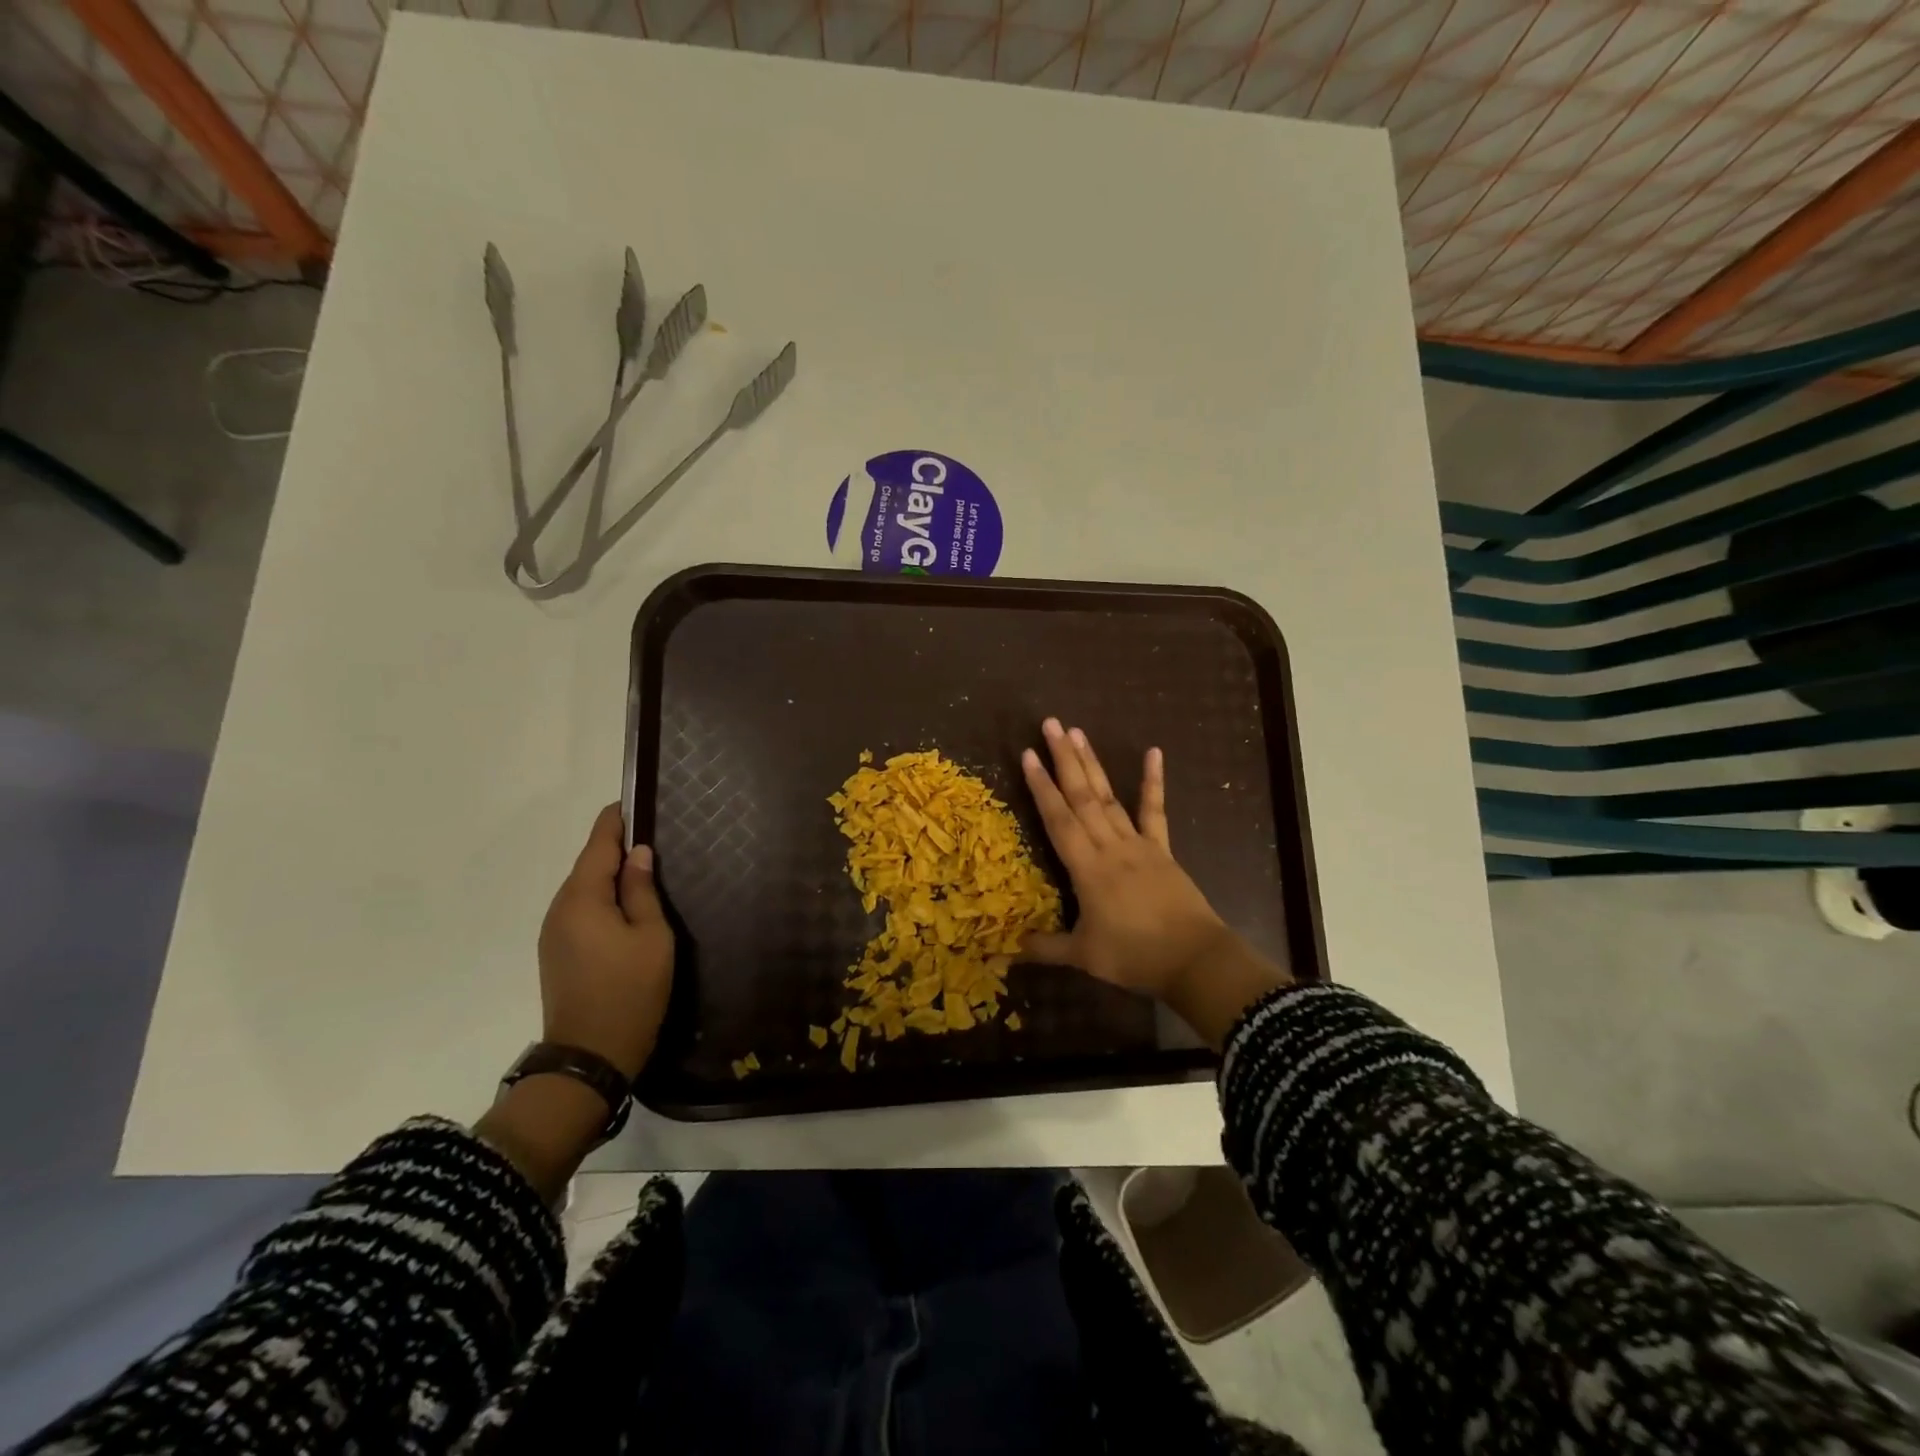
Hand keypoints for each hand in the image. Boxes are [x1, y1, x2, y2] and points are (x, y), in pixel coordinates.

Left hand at [537, 803, 674, 1080]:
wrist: (589, 1056)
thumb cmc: (630, 991)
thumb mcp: (651, 937)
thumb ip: (643, 891)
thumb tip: (639, 854)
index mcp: (583, 898)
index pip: (598, 843)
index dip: (616, 820)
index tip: (635, 801)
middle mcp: (560, 908)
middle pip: (588, 864)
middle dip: (617, 848)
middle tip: (653, 837)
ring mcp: (554, 932)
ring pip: (584, 889)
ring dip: (610, 876)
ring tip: (646, 870)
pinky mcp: (557, 953)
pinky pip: (580, 910)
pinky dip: (602, 899)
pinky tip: (626, 906)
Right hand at [1019, 720, 1291, 1047]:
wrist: (1194, 959)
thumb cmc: (1135, 955)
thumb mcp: (1084, 956)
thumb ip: (1046, 948)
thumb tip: (1008, 949)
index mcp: (1087, 868)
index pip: (1058, 820)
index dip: (1041, 787)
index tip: (1028, 754)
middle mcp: (1110, 846)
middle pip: (1082, 797)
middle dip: (1064, 759)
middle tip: (1051, 724)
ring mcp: (1138, 844)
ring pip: (1109, 797)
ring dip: (1092, 764)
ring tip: (1078, 732)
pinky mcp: (1162, 849)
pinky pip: (1155, 811)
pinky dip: (1153, 782)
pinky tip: (1154, 752)